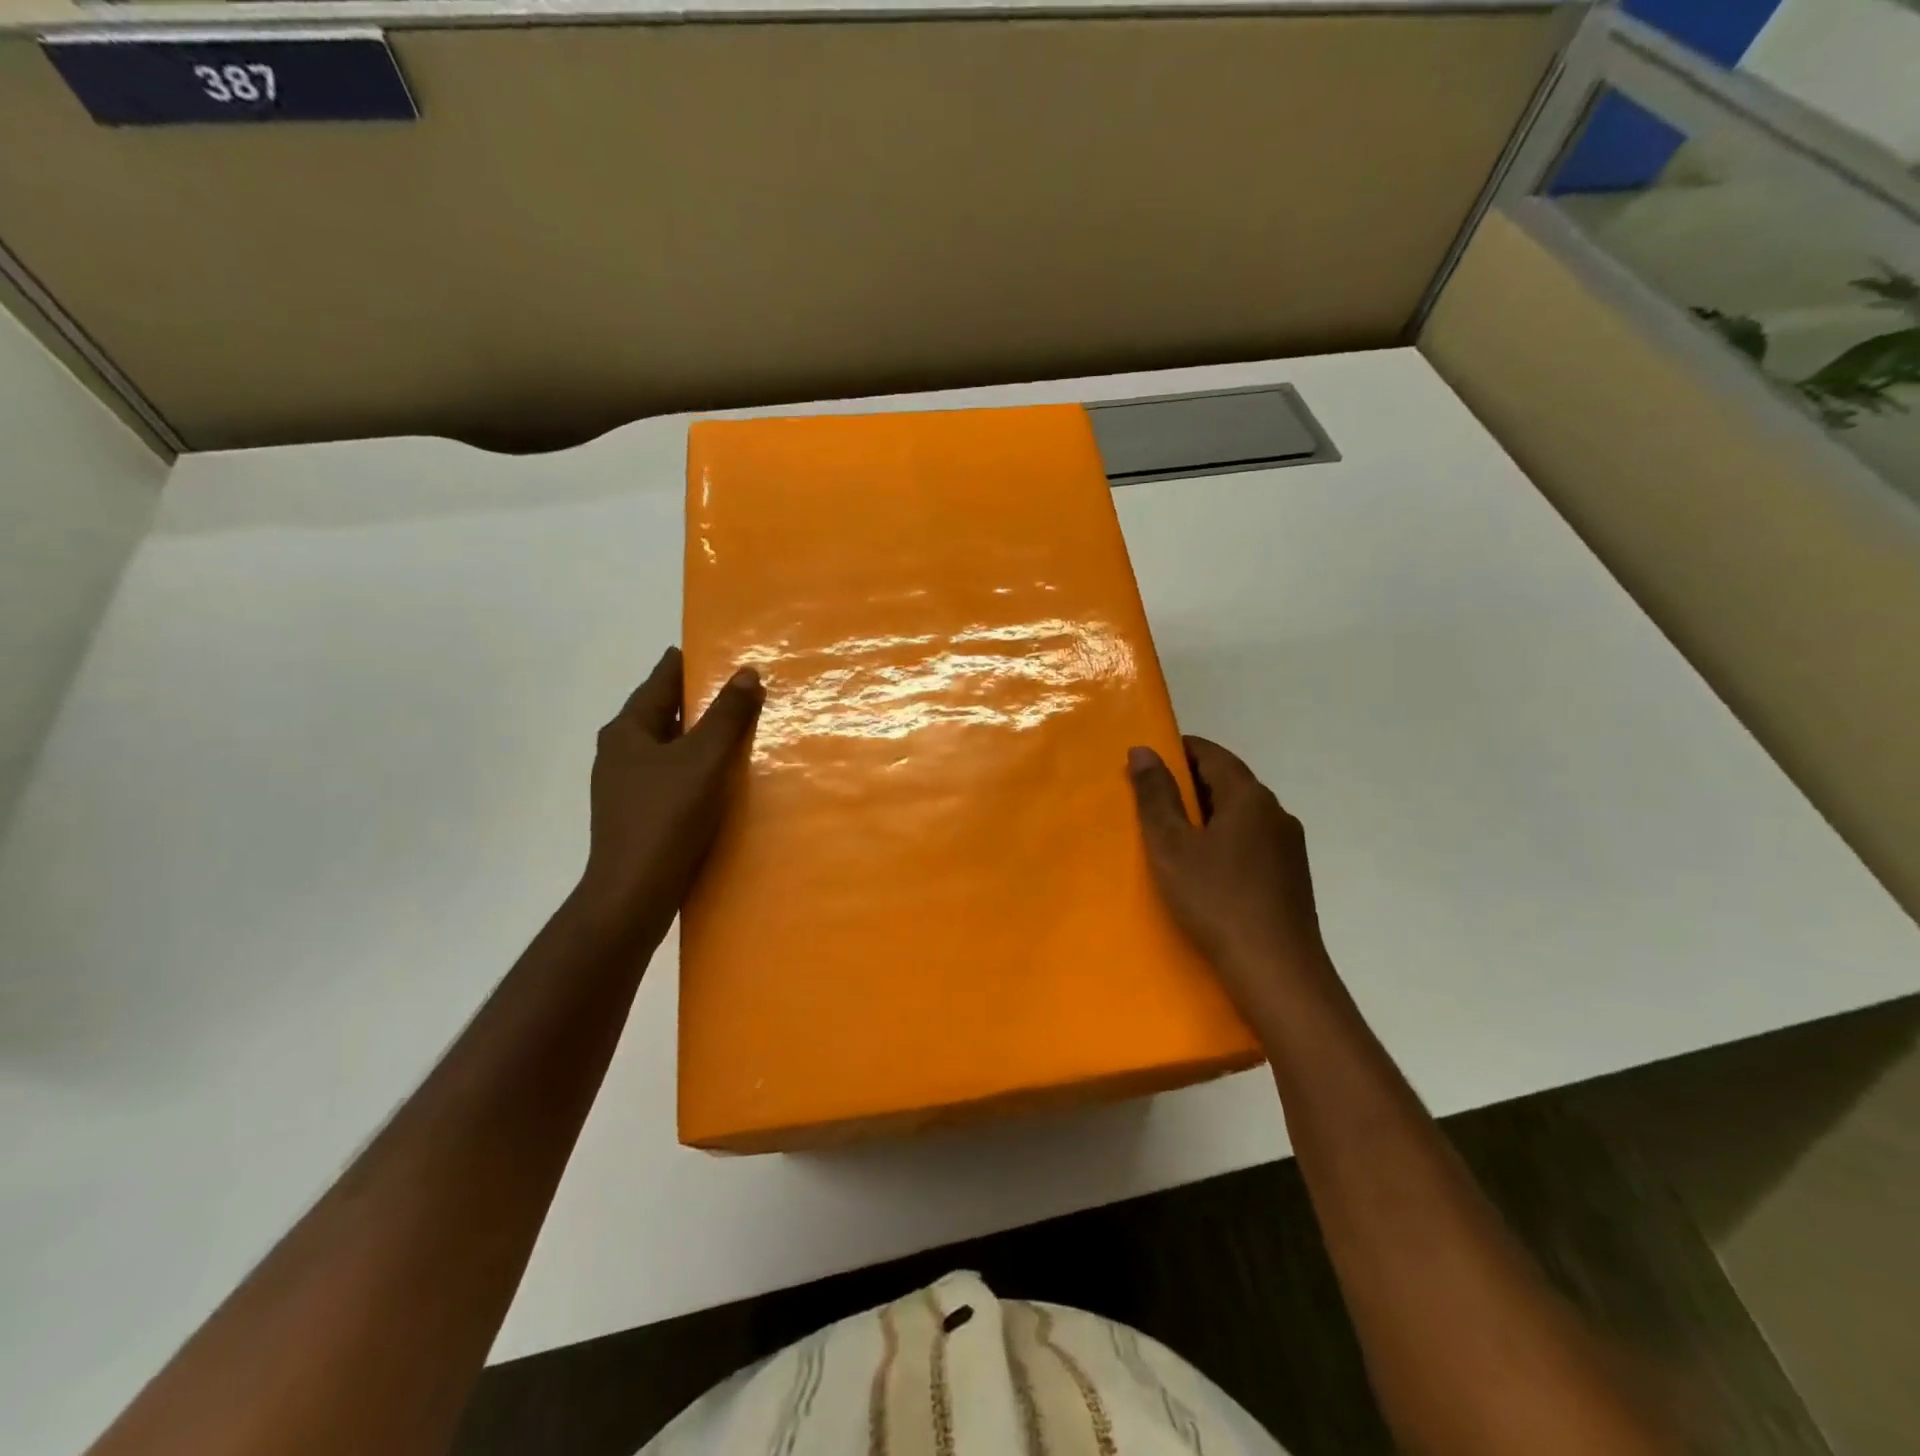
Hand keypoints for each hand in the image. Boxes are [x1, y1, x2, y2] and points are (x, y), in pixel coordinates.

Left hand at [574, 646, 762, 934]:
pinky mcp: (639, 813)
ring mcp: (627, 785)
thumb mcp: (703, 760)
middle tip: (741, 688)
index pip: (660, 680)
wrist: (634, 893)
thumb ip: (727, 716)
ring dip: (700, 735)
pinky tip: (721, 776)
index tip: (718, 649)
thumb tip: (746, 673)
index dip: (688, 662)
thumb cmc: (666, 817)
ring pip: (670, 746)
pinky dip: (696, 765)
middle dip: (700, 700)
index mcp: (627, 730)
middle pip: (664, 712)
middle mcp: (621, 752)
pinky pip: (672, 774)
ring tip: (739, 728)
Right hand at [1128, 737, 1338, 1024]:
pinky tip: (1206, 868)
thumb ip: (1156, 795)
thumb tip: (1143, 749)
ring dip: (1208, 814)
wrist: (1277, 972)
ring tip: (1173, 836)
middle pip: (1229, 781)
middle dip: (1189, 783)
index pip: (1211, 753)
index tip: (1146, 763)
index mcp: (1249, 796)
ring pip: (1242, 813)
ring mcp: (1290, 845)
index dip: (1177, 751)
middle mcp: (1276, 812)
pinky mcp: (1292, 876)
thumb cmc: (1216, 900)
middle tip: (1150, 801)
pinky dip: (1225, 839)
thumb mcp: (1172, 846)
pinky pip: (1252, 841)